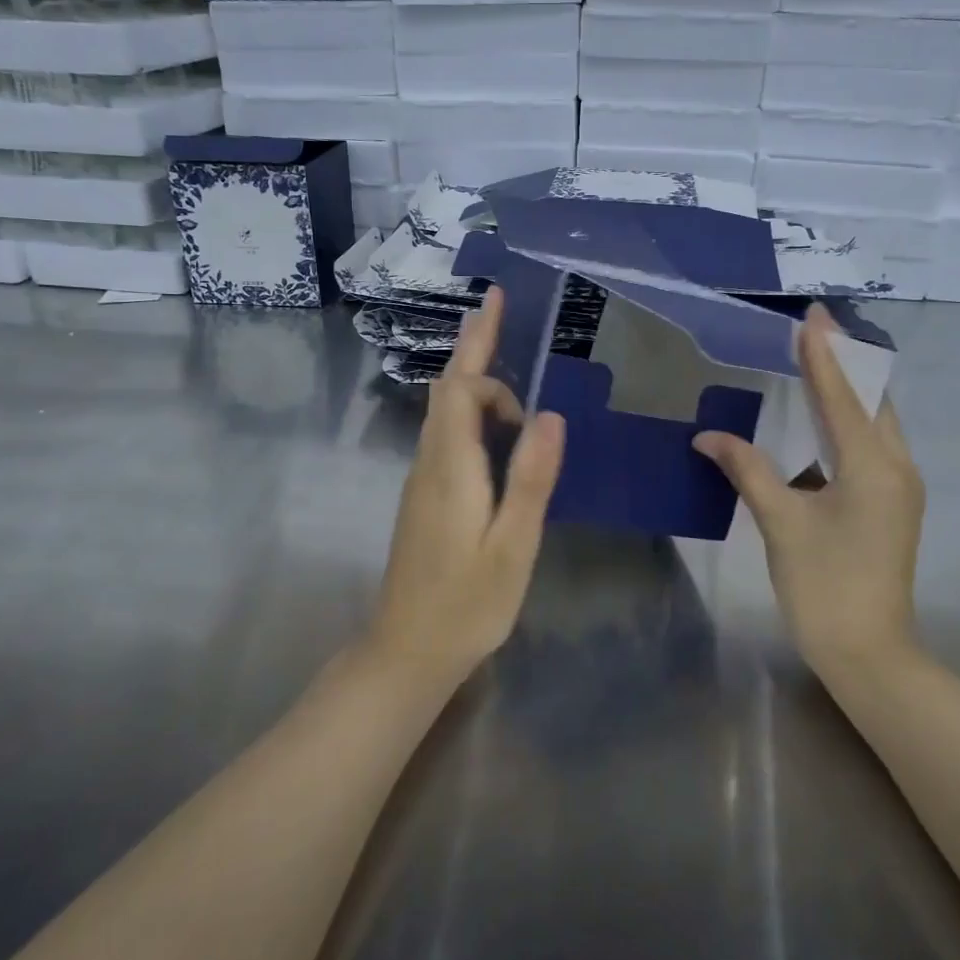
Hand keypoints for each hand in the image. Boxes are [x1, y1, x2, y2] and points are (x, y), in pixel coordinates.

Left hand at [371, 287, 565, 681]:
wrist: (408, 650)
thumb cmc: (468, 602)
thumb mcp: (512, 545)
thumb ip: (530, 478)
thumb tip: (552, 415)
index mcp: (450, 466)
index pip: (461, 387)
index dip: (483, 353)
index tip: (501, 318)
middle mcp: (430, 462)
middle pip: (449, 390)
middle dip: (475, 347)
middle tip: (499, 309)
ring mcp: (423, 479)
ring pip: (446, 413)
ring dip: (477, 384)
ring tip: (510, 372)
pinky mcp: (426, 496)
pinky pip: (449, 436)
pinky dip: (474, 415)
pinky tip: (500, 431)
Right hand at [693, 304, 925, 680]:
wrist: (869, 653)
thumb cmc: (824, 585)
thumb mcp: (781, 522)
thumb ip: (747, 470)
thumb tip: (708, 436)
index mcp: (872, 465)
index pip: (843, 395)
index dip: (823, 354)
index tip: (811, 316)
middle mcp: (896, 466)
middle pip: (873, 398)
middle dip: (845, 361)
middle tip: (814, 329)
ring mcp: (900, 486)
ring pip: (877, 421)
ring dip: (849, 389)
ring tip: (818, 360)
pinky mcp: (892, 503)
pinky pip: (873, 444)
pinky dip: (849, 420)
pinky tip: (823, 417)